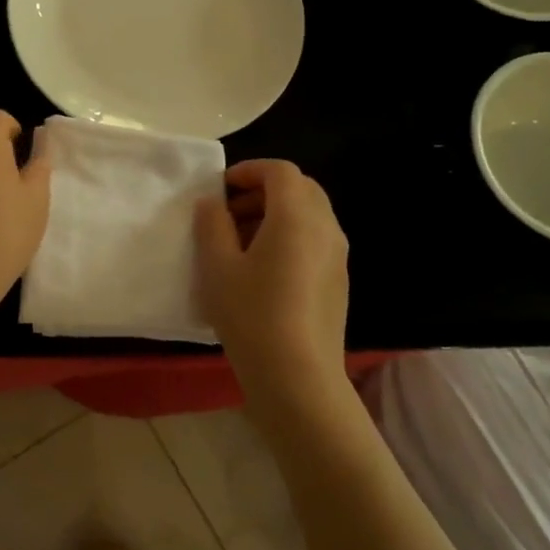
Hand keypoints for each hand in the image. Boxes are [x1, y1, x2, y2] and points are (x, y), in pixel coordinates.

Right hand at [194, 160, 350, 412]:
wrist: (298, 378)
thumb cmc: (252, 315)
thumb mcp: (217, 266)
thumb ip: (211, 225)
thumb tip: (212, 204)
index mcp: (296, 216)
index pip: (279, 171)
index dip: (249, 171)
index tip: (221, 188)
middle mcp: (325, 227)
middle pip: (300, 189)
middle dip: (263, 191)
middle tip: (229, 213)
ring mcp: (337, 255)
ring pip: (309, 214)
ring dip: (276, 214)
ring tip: (240, 242)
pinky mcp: (338, 280)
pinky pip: (315, 240)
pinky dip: (290, 236)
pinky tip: (262, 269)